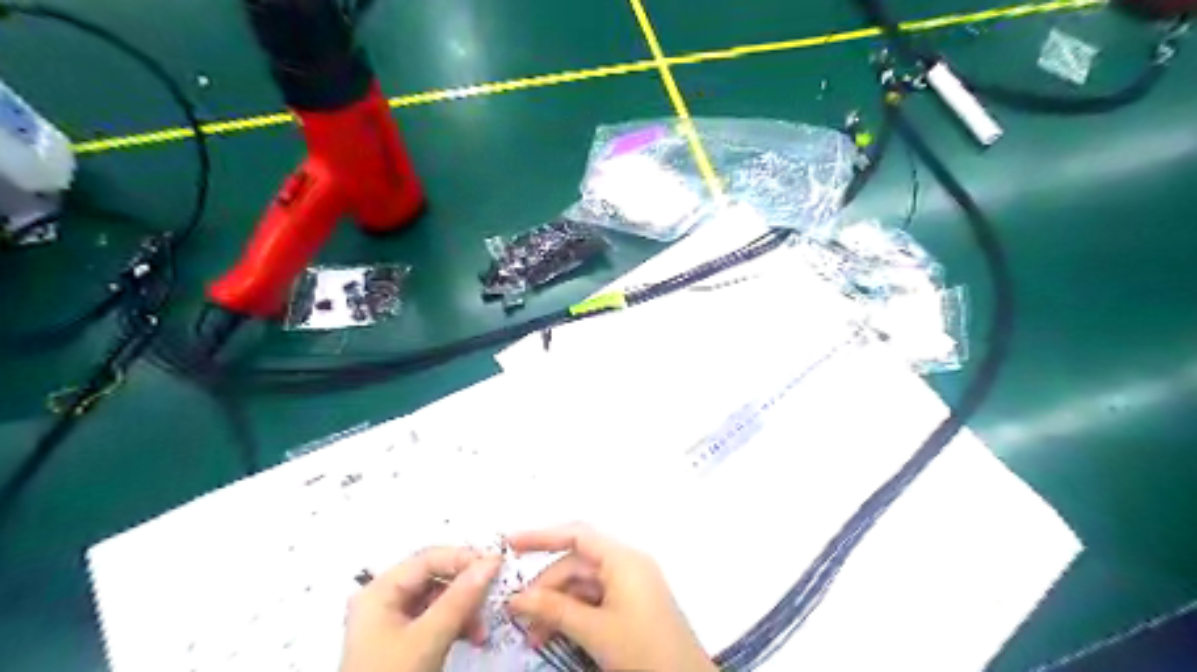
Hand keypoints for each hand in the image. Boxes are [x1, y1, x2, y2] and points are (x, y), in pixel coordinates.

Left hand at [338, 546, 501, 670]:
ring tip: (482, 630)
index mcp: (380, 591)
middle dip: (466, 590)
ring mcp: (392, 621)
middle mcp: (384, 599)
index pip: (429, 559)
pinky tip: (472, 637)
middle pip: (435, 578)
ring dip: (465, 610)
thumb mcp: (428, 638)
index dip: (464, 559)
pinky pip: (435, 619)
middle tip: (492, 600)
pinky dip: (456, 625)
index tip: (497, 566)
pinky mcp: (402, 641)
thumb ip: (460, 598)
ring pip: (439, 599)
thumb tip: (492, 561)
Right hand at [506, 524, 718, 671]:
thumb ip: (554, 610)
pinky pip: (595, 599)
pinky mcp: (632, 605)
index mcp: (623, 559)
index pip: (577, 535)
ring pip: (583, 584)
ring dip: (557, 604)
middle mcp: (627, 564)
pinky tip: (554, 633)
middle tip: (518, 614)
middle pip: (577, 563)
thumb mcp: (594, 631)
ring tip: (534, 634)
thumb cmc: (643, 650)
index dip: (542, 537)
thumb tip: (516, 599)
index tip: (511, 544)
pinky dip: (574, 613)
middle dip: (546, 586)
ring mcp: (630, 584)